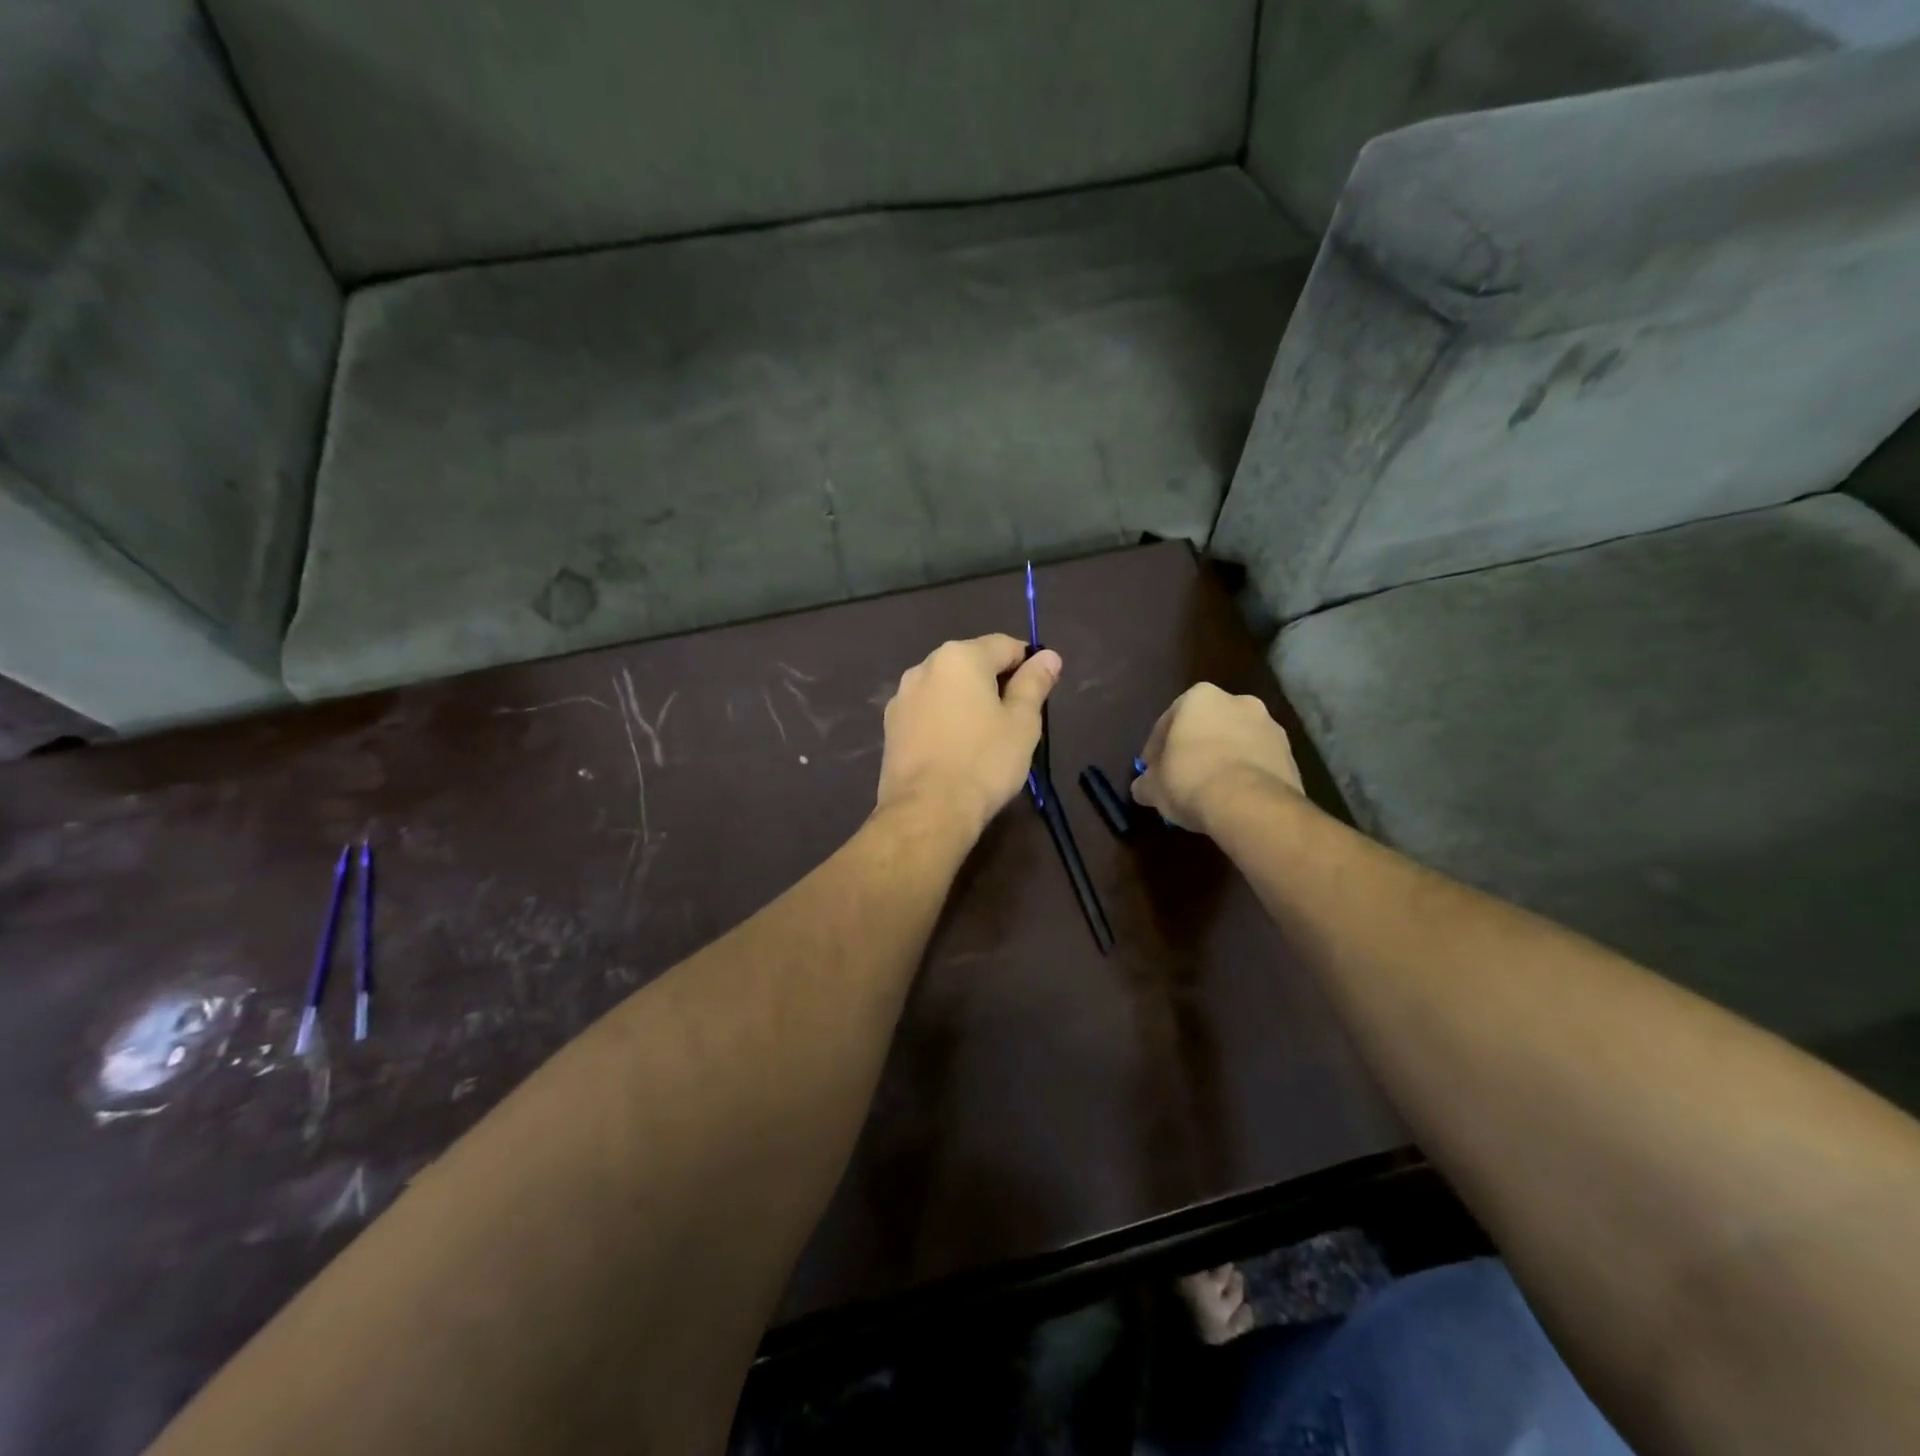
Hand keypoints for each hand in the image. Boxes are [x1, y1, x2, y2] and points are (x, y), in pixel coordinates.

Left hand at [876, 635, 1062, 835]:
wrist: (927, 811)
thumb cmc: (984, 762)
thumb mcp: (1022, 722)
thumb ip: (1034, 683)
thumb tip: (1048, 655)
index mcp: (960, 656)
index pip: (1005, 646)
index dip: (1028, 665)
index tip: (1039, 694)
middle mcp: (925, 666)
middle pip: (972, 664)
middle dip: (995, 683)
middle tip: (1014, 720)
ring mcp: (902, 697)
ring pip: (946, 689)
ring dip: (967, 702)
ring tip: (984, 738)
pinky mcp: (890, 727)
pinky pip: (927, 712)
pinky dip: (944, 720)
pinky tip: (955, 750)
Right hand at [1132, 683, 1302, 832]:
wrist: (1249, 803)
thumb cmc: (1190, 780)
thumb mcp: (1153, 786)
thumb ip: (1146, 782)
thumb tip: (1143, 788)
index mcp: (1200, 697)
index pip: (1168, 721)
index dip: (1156, 749)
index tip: (1152, 772)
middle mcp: (1238, 702)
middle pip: (1207, 726)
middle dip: (1195, 748)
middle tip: (1182, 777)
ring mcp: (1270, 727)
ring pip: (1236, 742)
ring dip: (1223, 760)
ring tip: (1210, 791)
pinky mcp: (1291, 755)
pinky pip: (1258, 762)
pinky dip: (1246, 774)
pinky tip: (1234, 798)